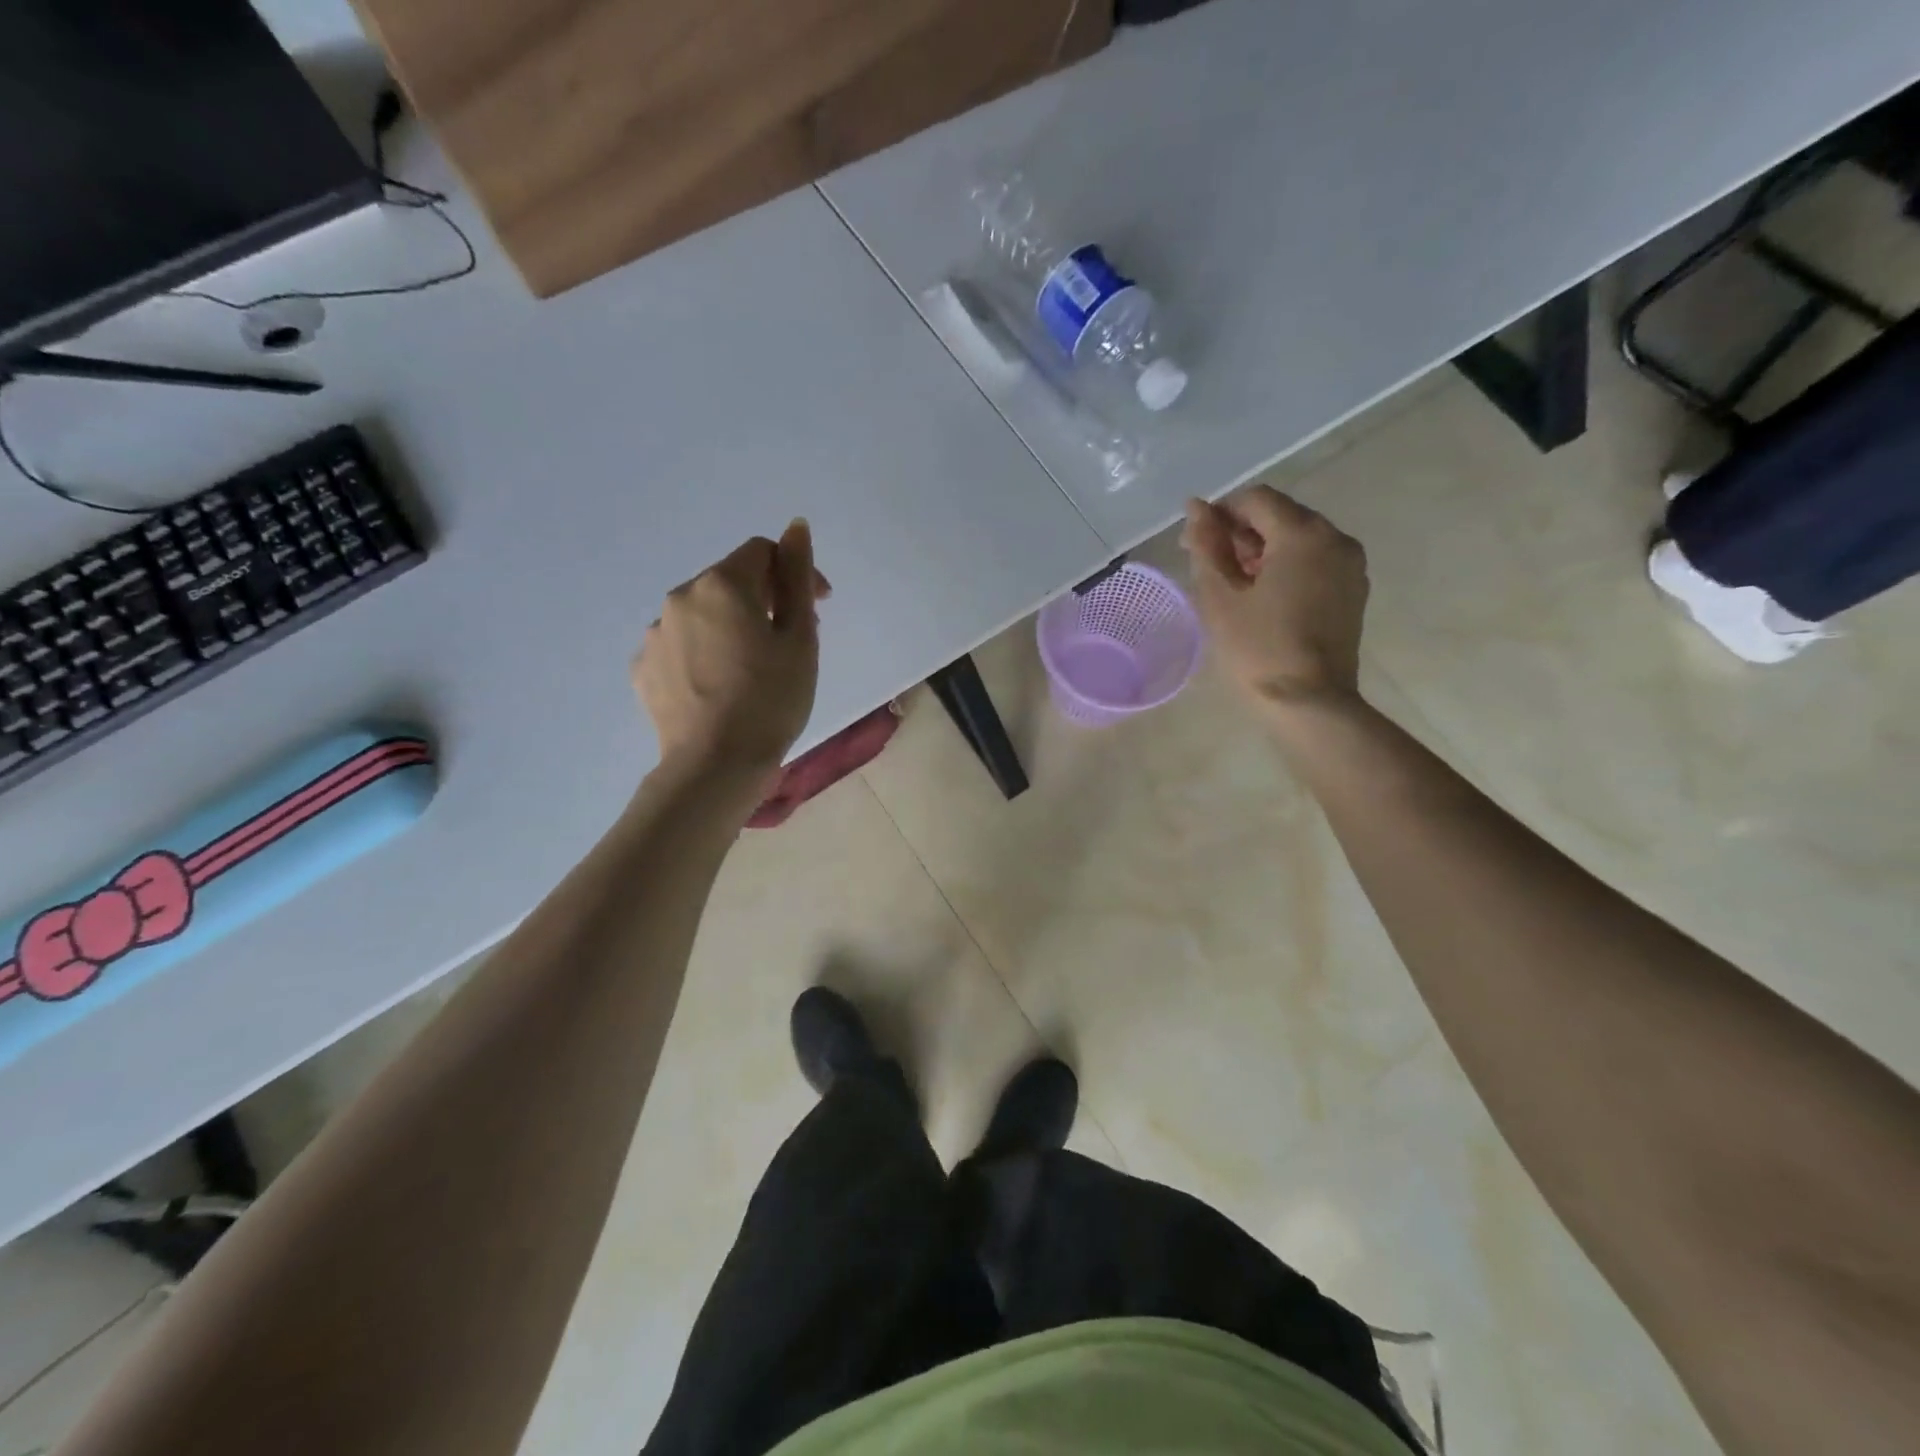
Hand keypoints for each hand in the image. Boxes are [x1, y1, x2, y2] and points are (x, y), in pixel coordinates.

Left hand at [634, 520, 829, 774]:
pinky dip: (704, 653)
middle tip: (791, 641)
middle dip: (765, 599)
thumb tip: (796, 526)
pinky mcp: (643, 667)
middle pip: (731, 581)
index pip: (762, 552)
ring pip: (704, 614)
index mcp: (722, 584)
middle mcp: (680, 597)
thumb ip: (797, 576)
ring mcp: (655, 633)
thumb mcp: (799, 638)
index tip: (818, 608)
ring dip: (732, 626)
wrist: (714, 766)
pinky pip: (681, 645)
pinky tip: (721, 686)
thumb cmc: (771, 700)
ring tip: (753, 669)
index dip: (795, 572)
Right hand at [1181, 485, 1368, 710]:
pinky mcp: (1353, 590)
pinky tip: (1263, 597)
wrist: (1308, 704)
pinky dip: (1286, 567)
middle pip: (1280, 515)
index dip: (1220, 514)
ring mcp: (1350, 565)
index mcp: (1303, 534)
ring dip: (1263, 550)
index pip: (1256, 499)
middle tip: (1209, 565)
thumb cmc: (1257, 649)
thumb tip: (1196, 508)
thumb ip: (1206, 546)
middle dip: (1242, 532)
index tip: (1195, 543)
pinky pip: (1315, 561)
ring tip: (1234, 585)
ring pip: (1299, 539)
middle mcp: (1335, 538)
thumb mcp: (1220, 596)